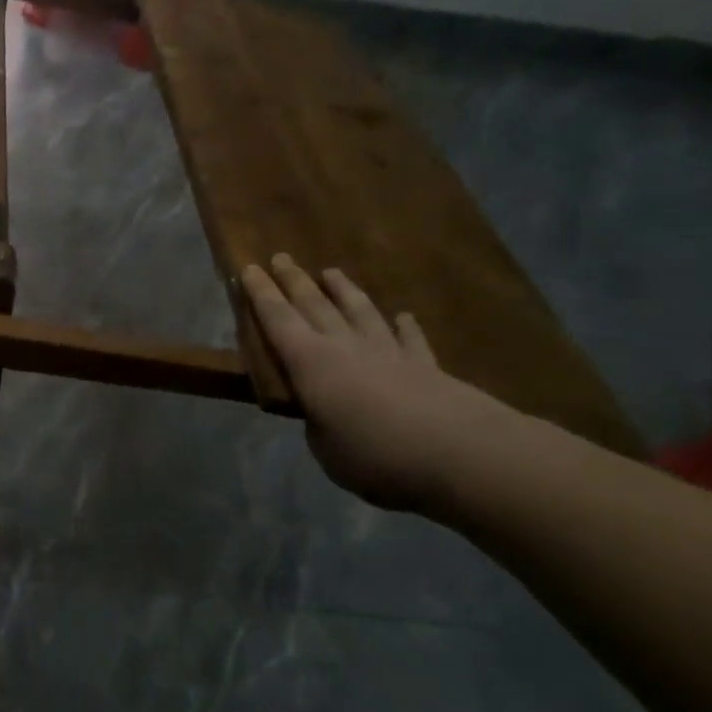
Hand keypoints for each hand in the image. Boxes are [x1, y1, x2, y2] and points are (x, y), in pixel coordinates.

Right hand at [239, 254, 511, 512]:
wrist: (462, 454)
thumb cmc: (375, 454)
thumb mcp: (326, 450)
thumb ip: (320, 427)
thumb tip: (324, 417)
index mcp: (311, 364)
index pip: (278, 320)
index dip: (262, 294)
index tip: (249, 267)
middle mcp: (346, 348)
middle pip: (315, 306)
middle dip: (295, 281)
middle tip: (282, 257)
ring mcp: (389, 354)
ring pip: (360, 312)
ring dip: (344, 291)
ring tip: (332, 271)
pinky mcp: (427, 368)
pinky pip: (411, 340)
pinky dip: (404, 326)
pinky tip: (403, 316)